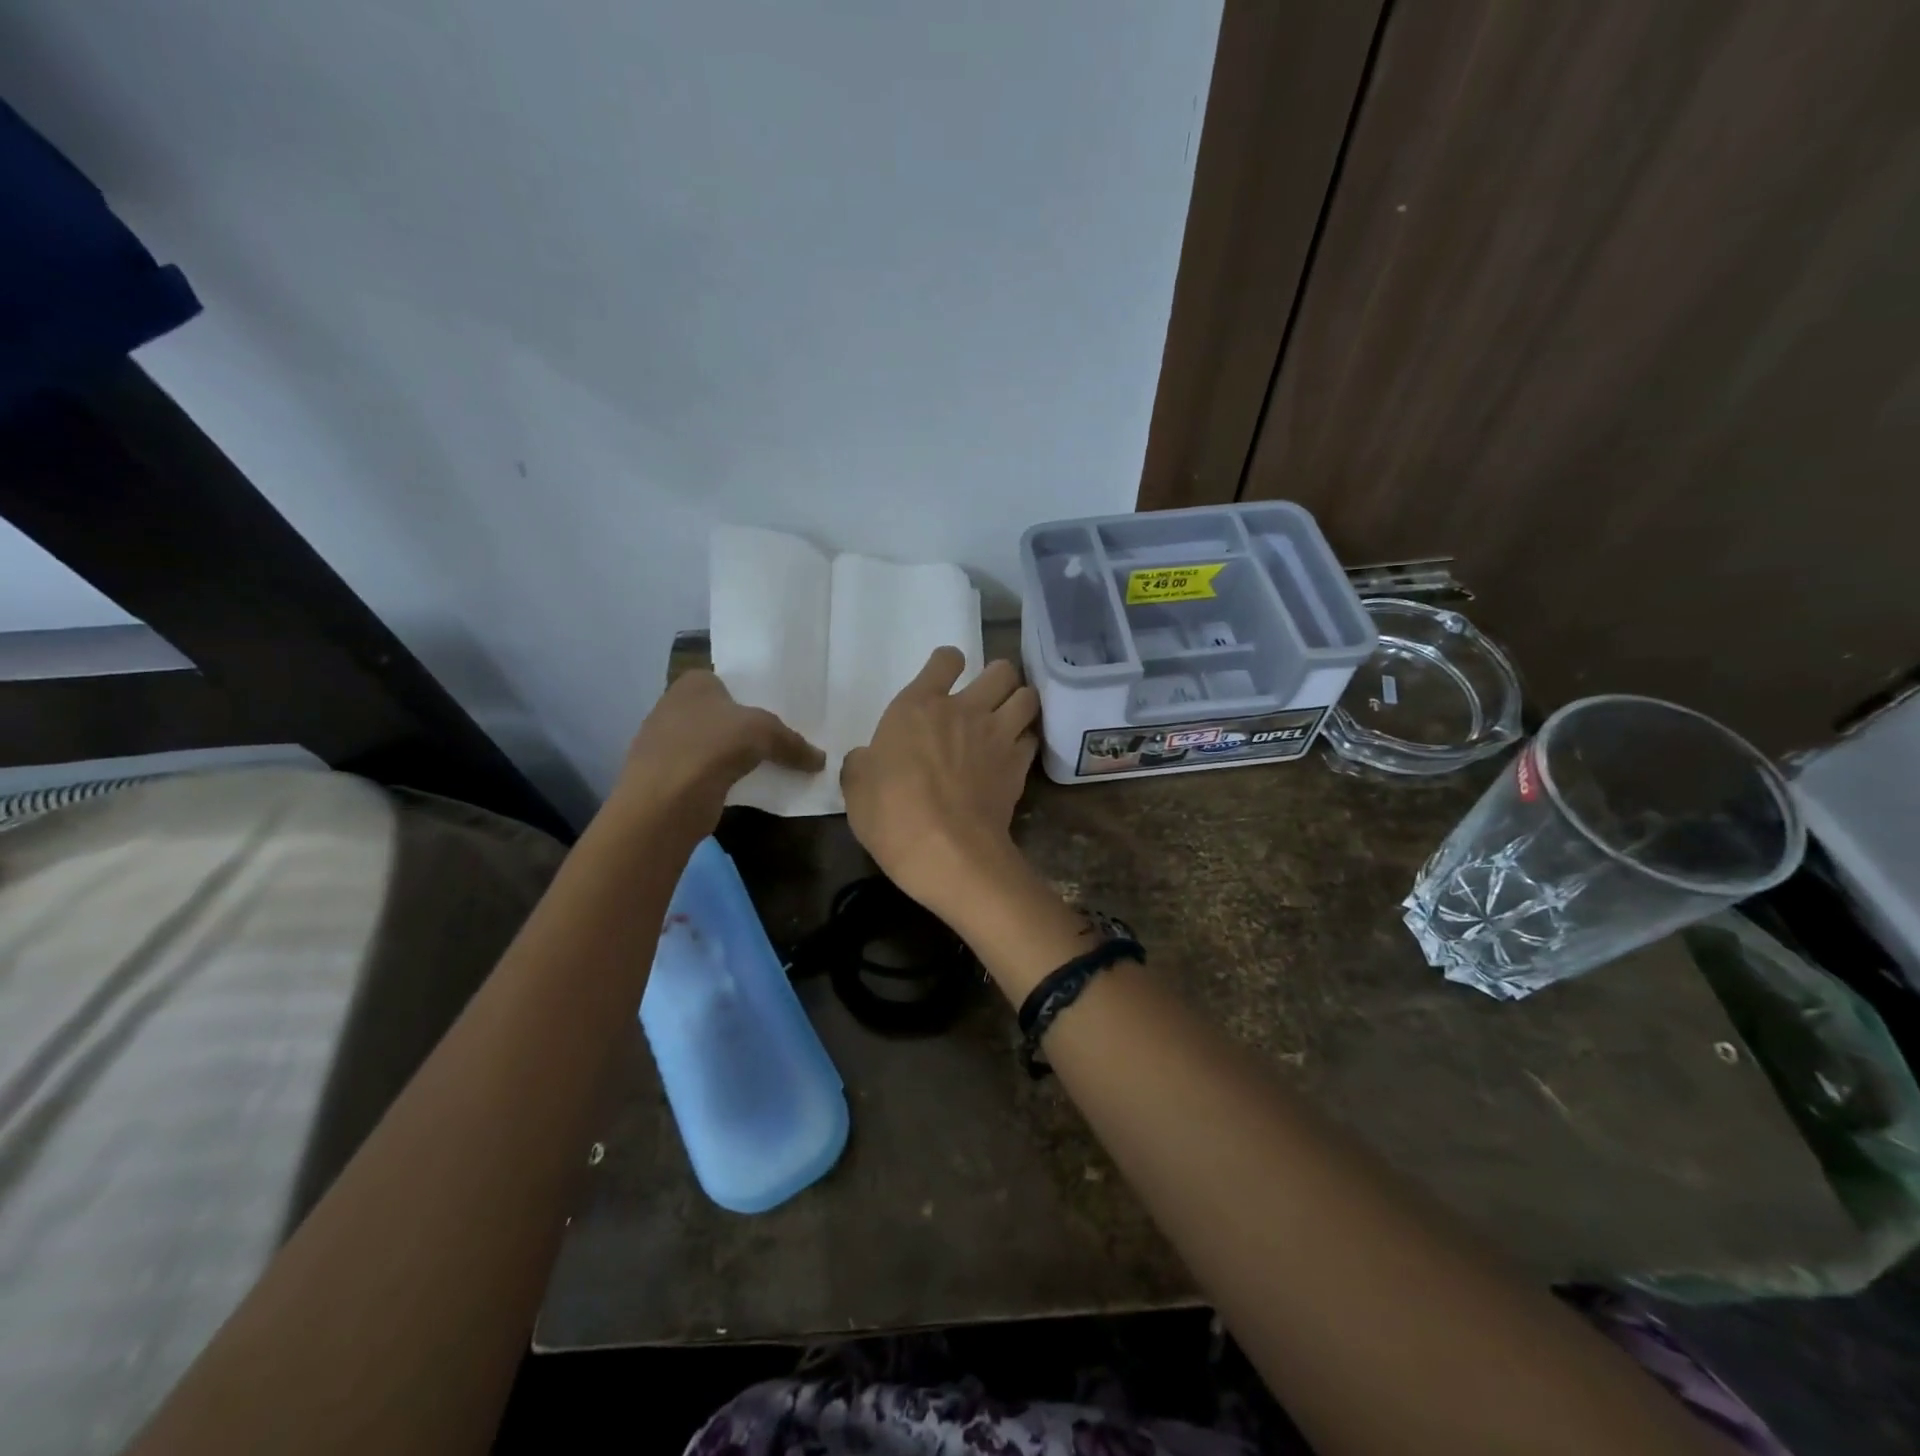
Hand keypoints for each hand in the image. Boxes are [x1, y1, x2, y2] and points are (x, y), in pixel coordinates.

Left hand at [613, 670, 823, 834]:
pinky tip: (748, 786)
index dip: (759, 697)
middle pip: (725, 714)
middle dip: (750, 728)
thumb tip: (821, 760)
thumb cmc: (713, 745)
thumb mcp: (766, 733)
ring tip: (772, 764)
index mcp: (694, 682)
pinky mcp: (667, 775)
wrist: (665, 799)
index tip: (786, 714)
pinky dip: (725, 777)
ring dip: (738, 755)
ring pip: (716, 744)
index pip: (733, 683)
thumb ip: (794, 743)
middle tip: (785, 741)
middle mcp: (675, 705)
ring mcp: (667, 741)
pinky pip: (707, 770)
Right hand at [841, 648, 1038, 915]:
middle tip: (986, 698)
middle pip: (1001, 670)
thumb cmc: (891, 815)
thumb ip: (863, 763)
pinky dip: (1026, 741)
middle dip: (998, 678)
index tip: (944, 677)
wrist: (947, 851)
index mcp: (918, 706)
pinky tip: (1014, 754)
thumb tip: (868, 760)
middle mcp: (964, 709)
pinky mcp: (1018, 765)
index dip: (947, 663)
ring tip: (1009, 718)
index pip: (945, 660)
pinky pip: (1032, 738)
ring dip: (1019, 703)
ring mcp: (997, 735)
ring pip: (1027, 697)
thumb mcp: (856, 787)